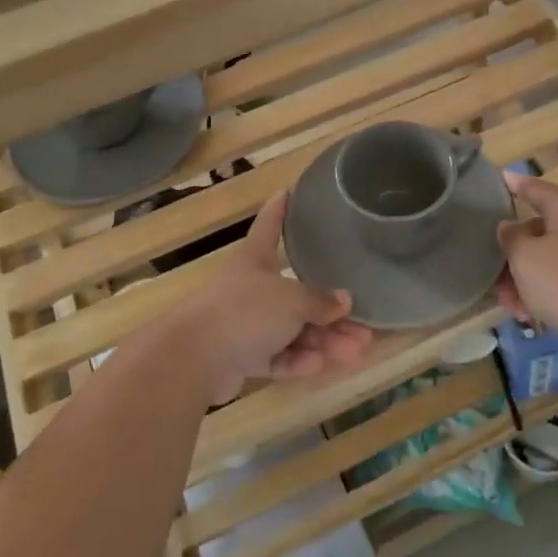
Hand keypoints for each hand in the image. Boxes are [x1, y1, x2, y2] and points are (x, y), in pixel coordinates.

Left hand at [171, 191, 375, 403]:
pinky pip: (277, 355)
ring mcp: (245, 324)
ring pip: (292, 329)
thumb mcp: (291, 301)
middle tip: (364, 325)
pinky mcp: (241, 356)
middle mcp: (251, 287)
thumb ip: (320, 301)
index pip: (271, 224)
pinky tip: (320, 366)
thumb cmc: (244, 312)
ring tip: (357, 351)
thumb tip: (344, 301)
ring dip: (324, 340)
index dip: (281, 208)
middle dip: (330, 310)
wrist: (193, 358)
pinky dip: (298, 361)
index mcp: (256, 258)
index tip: (290, 190)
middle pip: (296, 292)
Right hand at [495, 173, 557, 343]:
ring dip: (528, 279)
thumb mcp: (524, 257)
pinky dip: (549, 292)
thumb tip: (510, 226)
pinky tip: (533, 317)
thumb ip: (511, 238)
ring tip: (512, 307)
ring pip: (553, 260)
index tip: (502, 178)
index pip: (537, 188)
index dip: (517, 184)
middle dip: (515, 254)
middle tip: (495, 276)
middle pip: (542, 230)